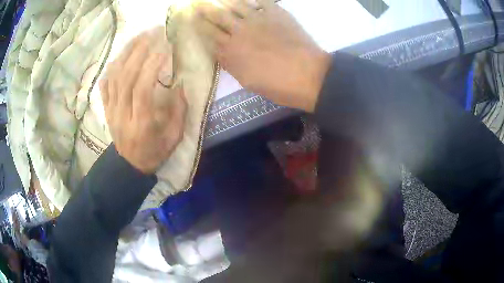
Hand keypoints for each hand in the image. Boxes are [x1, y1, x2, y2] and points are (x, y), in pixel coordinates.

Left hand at [100, 30, 186, 173]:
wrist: (130, 165)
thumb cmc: (154, 152)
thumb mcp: (174, 138)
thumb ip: (179, 112)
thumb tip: (179, 84)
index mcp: (141, 123)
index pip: (142, 89)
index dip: (152, 66)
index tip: (164, 48)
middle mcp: (123, 113)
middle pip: (126, 77)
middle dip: (140, 51)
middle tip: (153, 33)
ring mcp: (111, 110)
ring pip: (114, 77)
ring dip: (126, 53)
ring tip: (139, 37)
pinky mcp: (106, 109)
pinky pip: (105, 85)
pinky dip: (111, 68)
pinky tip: (121, 56)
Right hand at [194, 0, 330, 111]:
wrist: (309, 76)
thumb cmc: (278, 85)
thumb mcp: (247, 81)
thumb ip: (231, 64)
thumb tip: (221, 52)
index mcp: (231, 51)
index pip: (209, 34)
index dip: (199, 26)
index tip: (192, 19)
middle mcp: (239, 31)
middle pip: (217, 16)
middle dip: (204, 9)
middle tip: (196, 3)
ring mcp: (257, 19)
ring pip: (234, 4)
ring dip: (222, 0)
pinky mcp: (276, 12)